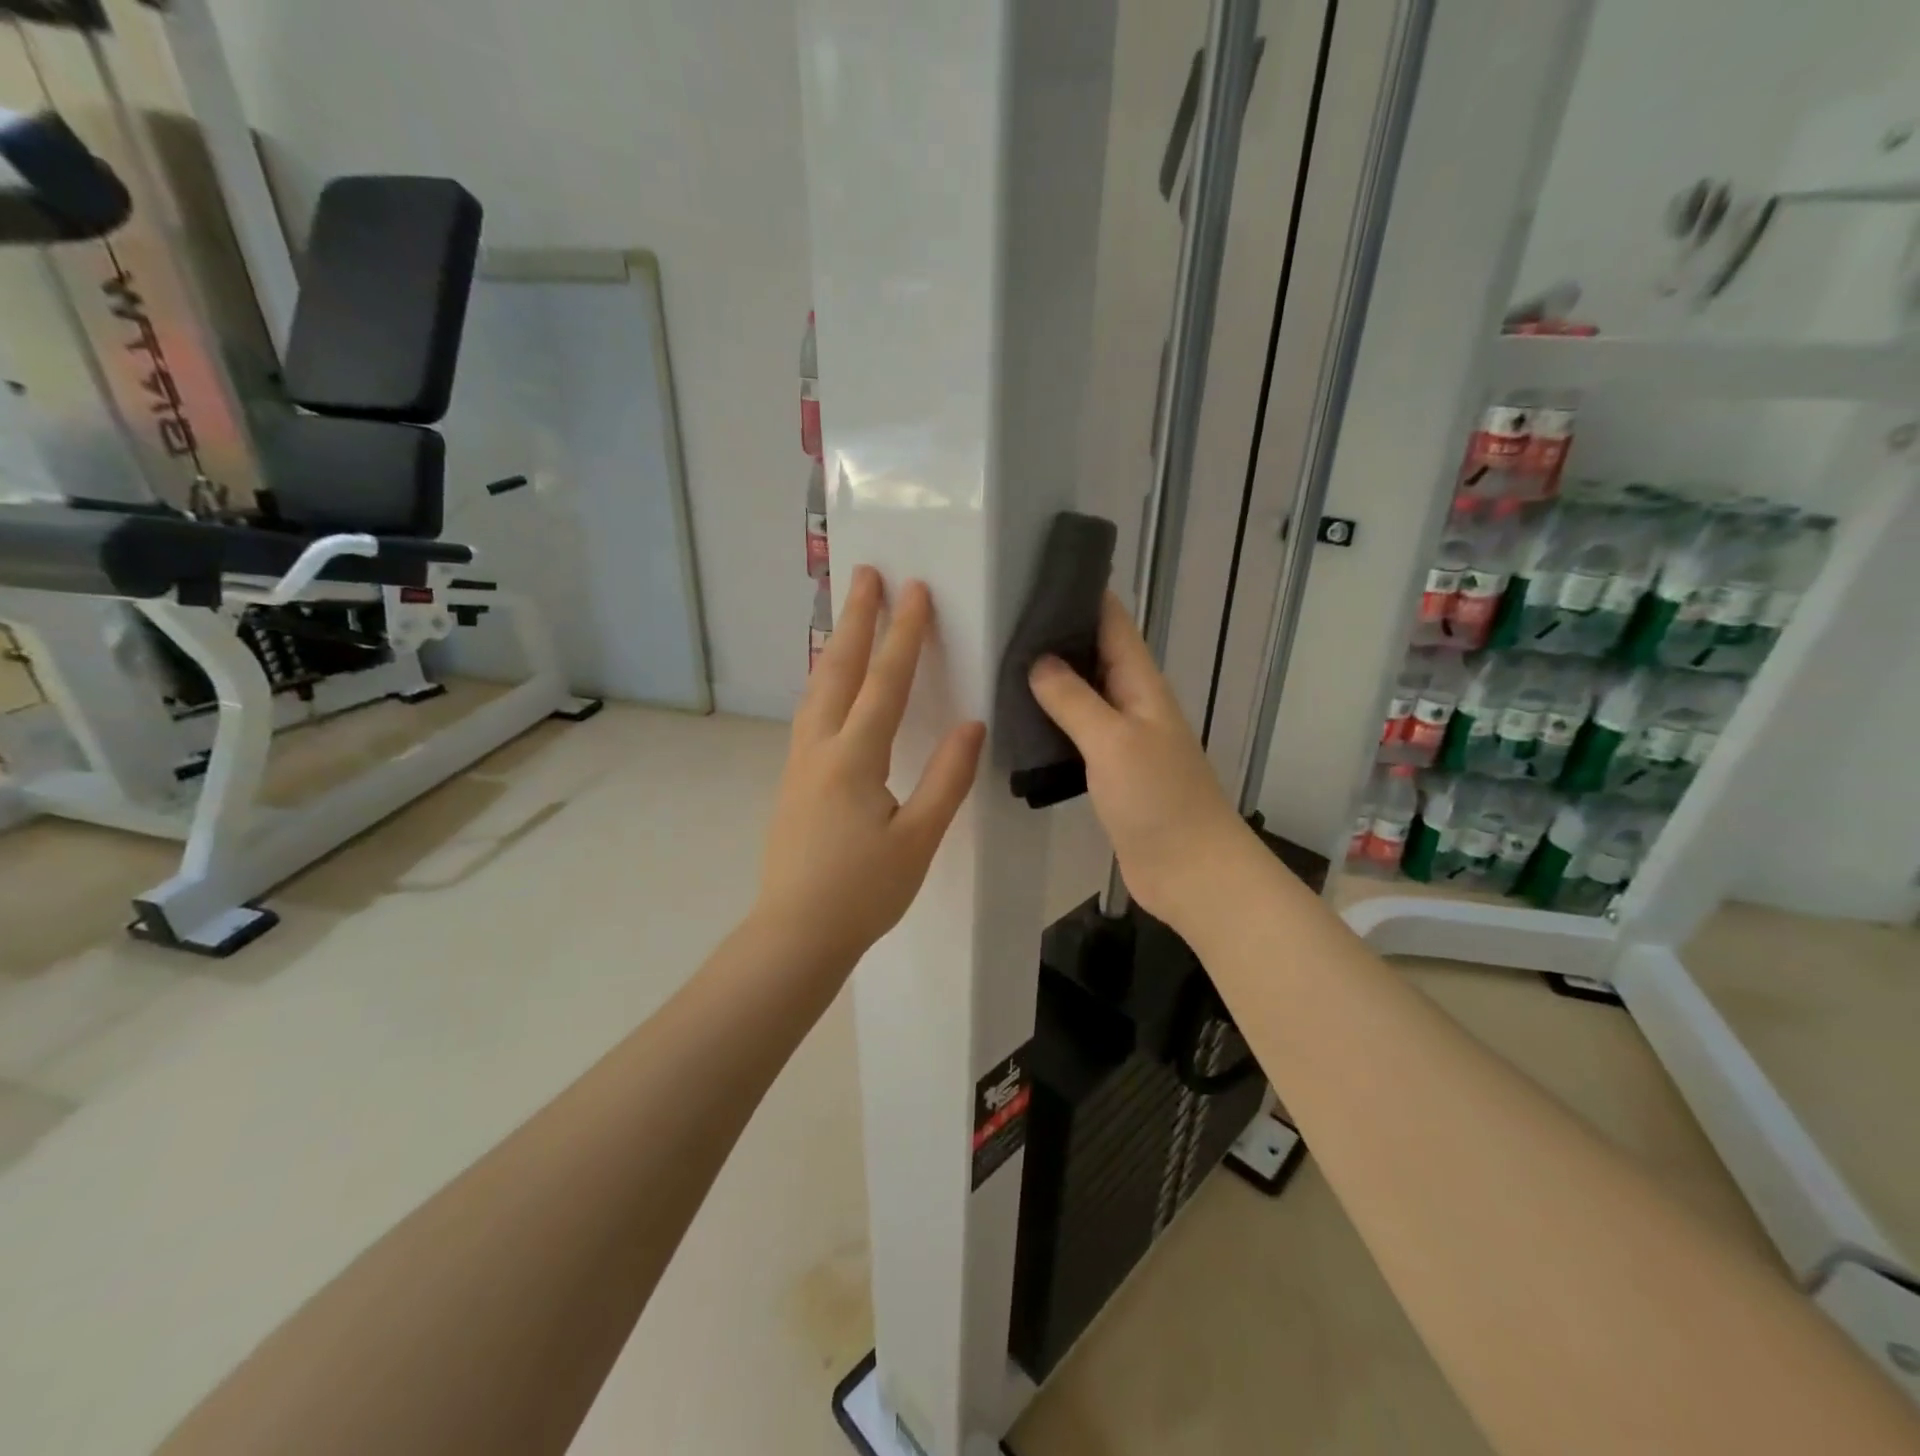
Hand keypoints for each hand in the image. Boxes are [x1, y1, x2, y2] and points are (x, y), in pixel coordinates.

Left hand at [757, 567, 985, 967]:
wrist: (795, 934)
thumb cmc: (862, 892)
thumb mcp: (917, 839)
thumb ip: (947, 779)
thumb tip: (972, 725)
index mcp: (854, 758)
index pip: (885, 682)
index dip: (904, 634)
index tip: (915, 590)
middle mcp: (820, 748)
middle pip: (839, 669)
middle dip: (857, 619)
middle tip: (866, 573)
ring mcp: (799, 763)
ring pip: (817, 689)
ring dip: (837, 646)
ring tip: (849, 616)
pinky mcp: (793, 780)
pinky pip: (810, 713)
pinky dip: (825, 681)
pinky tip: (831, 686)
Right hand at [1028, 592, 1251, 923]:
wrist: (1190, 870)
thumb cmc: (1158, 799)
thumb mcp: (1113, 741)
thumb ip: (1074, 699)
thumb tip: (1037, 660)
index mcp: (1140, 684)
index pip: (1112, 622)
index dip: (1081, 593)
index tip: (1035, 573)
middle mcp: (1131, 703)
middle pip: (1093, 654)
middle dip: (1055, 633)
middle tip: (1000, 618)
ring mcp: (1120, 738)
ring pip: (1081, 694)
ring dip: (1049, 679)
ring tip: (998, 662)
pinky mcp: (1108, 771)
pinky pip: (1076, 733)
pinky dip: (1050, 720)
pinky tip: (1017, 720)